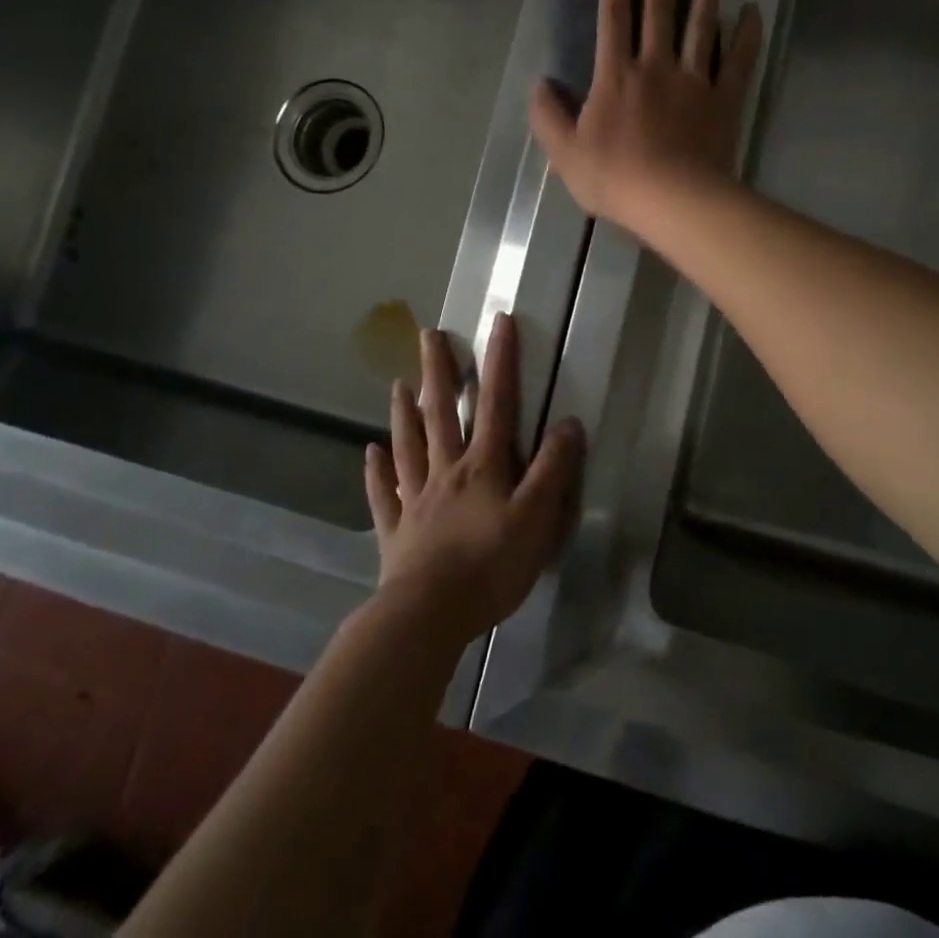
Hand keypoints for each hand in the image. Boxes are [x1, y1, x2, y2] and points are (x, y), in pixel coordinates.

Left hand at [364, 312, 583, 646]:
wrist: (429, 616)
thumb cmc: (490, 566)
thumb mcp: (537, 518)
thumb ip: (553, 469)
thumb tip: (569, 422)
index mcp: (483, 466)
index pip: (496, 403)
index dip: (500, 361)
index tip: (498, 321)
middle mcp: (446, 472)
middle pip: (441, 413)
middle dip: (439, 371)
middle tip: (428, 334)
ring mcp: (417, 500)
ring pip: (409, 445)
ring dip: (404, 412)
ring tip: (398, 382)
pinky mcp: (396, 532)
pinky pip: (385, 495)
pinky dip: (377, 472)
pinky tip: (369, 454)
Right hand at [529, 0, 762, 234]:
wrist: (673, 201)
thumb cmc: (616, 179)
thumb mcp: (565, 153)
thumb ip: (547, 116)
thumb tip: (539, 84)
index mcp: (616, 76)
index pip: (613, 18)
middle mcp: (655, 66)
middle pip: (659, 9)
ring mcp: (694, 80)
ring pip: (701, 23)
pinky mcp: (724, 99)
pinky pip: (738, 60)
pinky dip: (746, 34)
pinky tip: (752, 10)